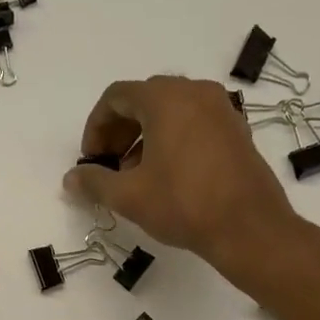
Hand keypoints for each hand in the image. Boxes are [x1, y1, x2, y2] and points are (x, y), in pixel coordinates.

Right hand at [63, 76, 301, 277]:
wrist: (249, 227)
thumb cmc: (184, 205)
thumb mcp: (129, 196)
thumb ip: (94, 183)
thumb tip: (70, 178)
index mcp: (165, 99)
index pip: (116, 96)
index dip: (95, 127)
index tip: (91, 160)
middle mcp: (195, 92)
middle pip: (144, 99)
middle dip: (119, 131)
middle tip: (109, 166)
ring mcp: (220, 109)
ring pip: (170, 111)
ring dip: (144, 137)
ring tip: (135, 176)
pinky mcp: (236, 130)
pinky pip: (194, 123)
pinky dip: (172, 140)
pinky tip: (167, 177)